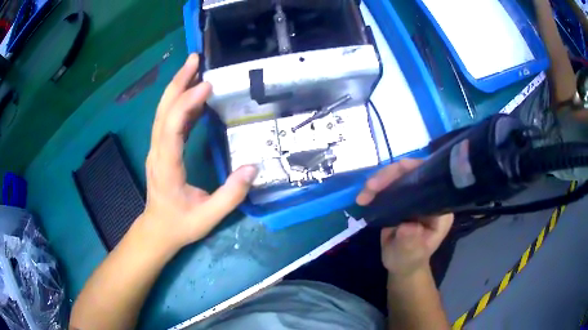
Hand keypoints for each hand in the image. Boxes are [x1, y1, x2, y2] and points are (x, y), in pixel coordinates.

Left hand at [138, 54, 257, 254]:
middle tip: (194, 59)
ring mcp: (157, 149)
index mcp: (166, 166)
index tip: (207, 85)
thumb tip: (252, 167)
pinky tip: (195, 96)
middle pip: (163, 110)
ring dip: (177, 87)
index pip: (172, 127)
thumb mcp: (208, 217)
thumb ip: (231, 195)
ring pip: (163, 111)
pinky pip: (169, 120)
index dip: (187, 103)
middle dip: (178, 81)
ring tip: (194, 67)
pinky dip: (181, 103)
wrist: (157, 230)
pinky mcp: (161, 149)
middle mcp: (157, 151)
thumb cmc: (180, 224)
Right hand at [356, 159, 453, 277]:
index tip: (390, 178)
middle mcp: (430, 197)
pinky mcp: (402, 198)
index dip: (411, 172)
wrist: (400, 265)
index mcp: (440, 208)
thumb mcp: (410, 255)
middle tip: (370, 188)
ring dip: (379, 181)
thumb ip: (411, 242)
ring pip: (398, 176)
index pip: (430, 179)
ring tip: (362, 196)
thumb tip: (407, 226)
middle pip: (412, 173)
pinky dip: (375, 189)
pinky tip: (363, 197)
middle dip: (389, 176)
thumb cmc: (409, 261)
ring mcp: (416, 196)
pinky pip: (389, 185)